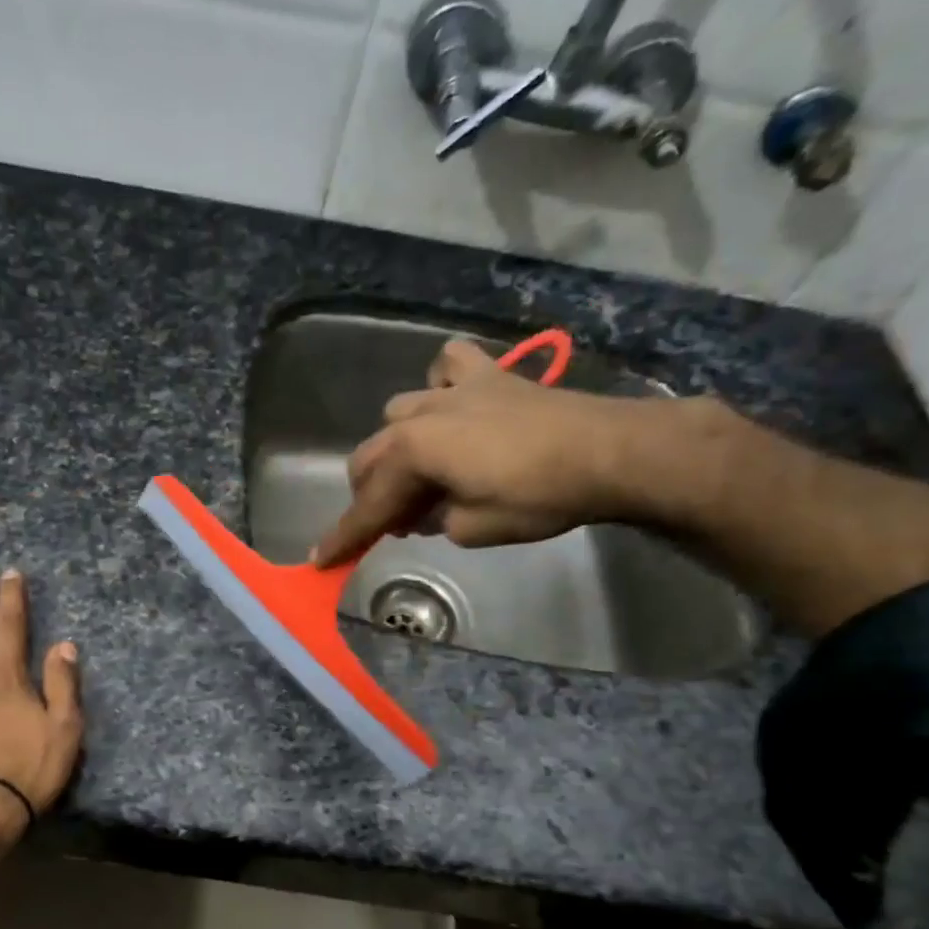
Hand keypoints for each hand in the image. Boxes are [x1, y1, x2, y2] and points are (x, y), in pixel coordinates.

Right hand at [313, 338, 650, 565]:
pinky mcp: (488, 376)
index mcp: (412, 453)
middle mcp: (420, 415)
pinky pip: (446, 367)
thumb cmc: (538, 498)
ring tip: (420, 472)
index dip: (344, 537)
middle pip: (370, 456)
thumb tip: (422, 512)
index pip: (367, 505)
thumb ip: (433, 520)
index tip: (320, 560)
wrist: (609, 452)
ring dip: (397, 447)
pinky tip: (450, 408)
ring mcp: (453, 389)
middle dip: (369, 494)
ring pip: (397, 413)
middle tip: (388, 523)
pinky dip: (439, 386)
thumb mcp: (472, 529)